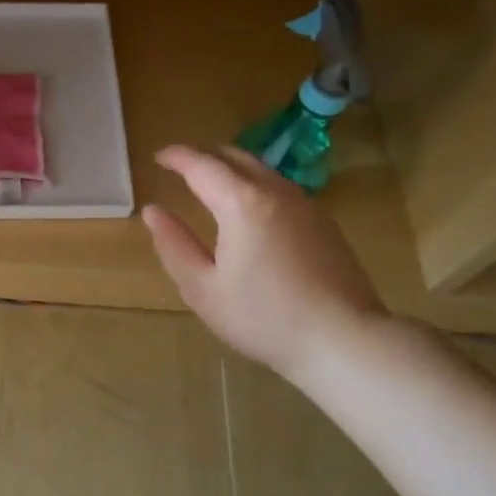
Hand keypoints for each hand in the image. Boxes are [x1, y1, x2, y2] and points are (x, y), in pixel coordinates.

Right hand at [143, 145, 386, 382]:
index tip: (158, 157)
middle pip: (234, 157)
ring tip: (211, 183)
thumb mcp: (203, 288)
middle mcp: (275, 191)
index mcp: (241, 203)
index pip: (201, 165)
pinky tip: (248, 208)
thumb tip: (153, 211)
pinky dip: (254, 183)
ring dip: (231, 168)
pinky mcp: (323, 221)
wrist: (343, 339)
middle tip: (181, 166)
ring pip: (261, 169)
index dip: (177, 156)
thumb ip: (174, 245)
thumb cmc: (263, 317)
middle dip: (204, 155)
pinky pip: (279, 186)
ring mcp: (304, 203)